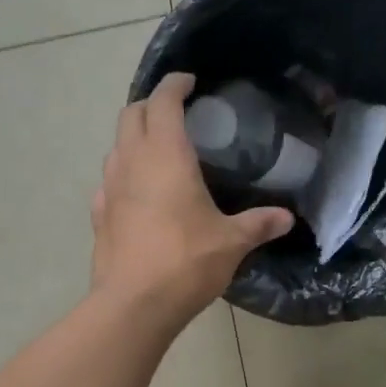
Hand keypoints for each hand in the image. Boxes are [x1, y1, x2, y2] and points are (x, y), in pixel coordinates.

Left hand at [91, 72, 294, 321]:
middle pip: (131, 115)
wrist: (134, 304)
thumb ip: (258, 224)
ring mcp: (109, 189)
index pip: (162, 101)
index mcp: (165, 155)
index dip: (174, 85)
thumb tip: (286, 218)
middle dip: (150, 105)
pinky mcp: (98, 215)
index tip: (189, 82)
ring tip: (158, 152)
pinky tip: (137, 194)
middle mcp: (131, 162)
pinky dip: (122, 175)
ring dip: (133, 139)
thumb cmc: (186, 262)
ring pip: (115, 147)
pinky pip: (108, 182)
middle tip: (174, 113)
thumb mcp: (231, 242)